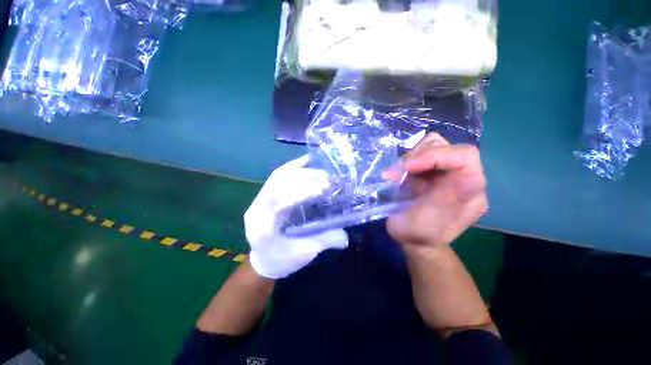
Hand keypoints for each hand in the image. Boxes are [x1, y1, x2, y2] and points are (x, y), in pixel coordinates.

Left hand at [244, 155, 347, 278]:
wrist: (264, 261)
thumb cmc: (283, 260)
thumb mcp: (305, 253)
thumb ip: (324, 241)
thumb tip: (347, 236)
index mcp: (263, 227)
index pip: (280, 202)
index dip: (303, 192)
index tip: (324, 188)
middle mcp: (257, 209)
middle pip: (278, 184)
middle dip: (304, 179)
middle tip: (327, 178)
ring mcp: (258, 200)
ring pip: (277, 177)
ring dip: (300, 171)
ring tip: (321, 171)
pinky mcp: (264, 196)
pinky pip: (277, 177)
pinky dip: (292, 168)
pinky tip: (305, 162)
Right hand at [385, 133, 487, 252]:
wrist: (414, 240)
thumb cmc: (418, 234)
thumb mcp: (425, 221)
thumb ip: (439, 195)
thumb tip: (436, 169)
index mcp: (470, 189)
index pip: (464, 156)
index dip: (434, 156)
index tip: (407, 167)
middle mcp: (462, 176)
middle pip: (445, 147)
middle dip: (417, 156)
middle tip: (398, 172)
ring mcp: (445, 172)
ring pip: (431, 146)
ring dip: (410, 158)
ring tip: (397, 174)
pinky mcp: (431, 172)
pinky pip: (419, 155)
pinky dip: (406, 161)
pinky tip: (398, 174)